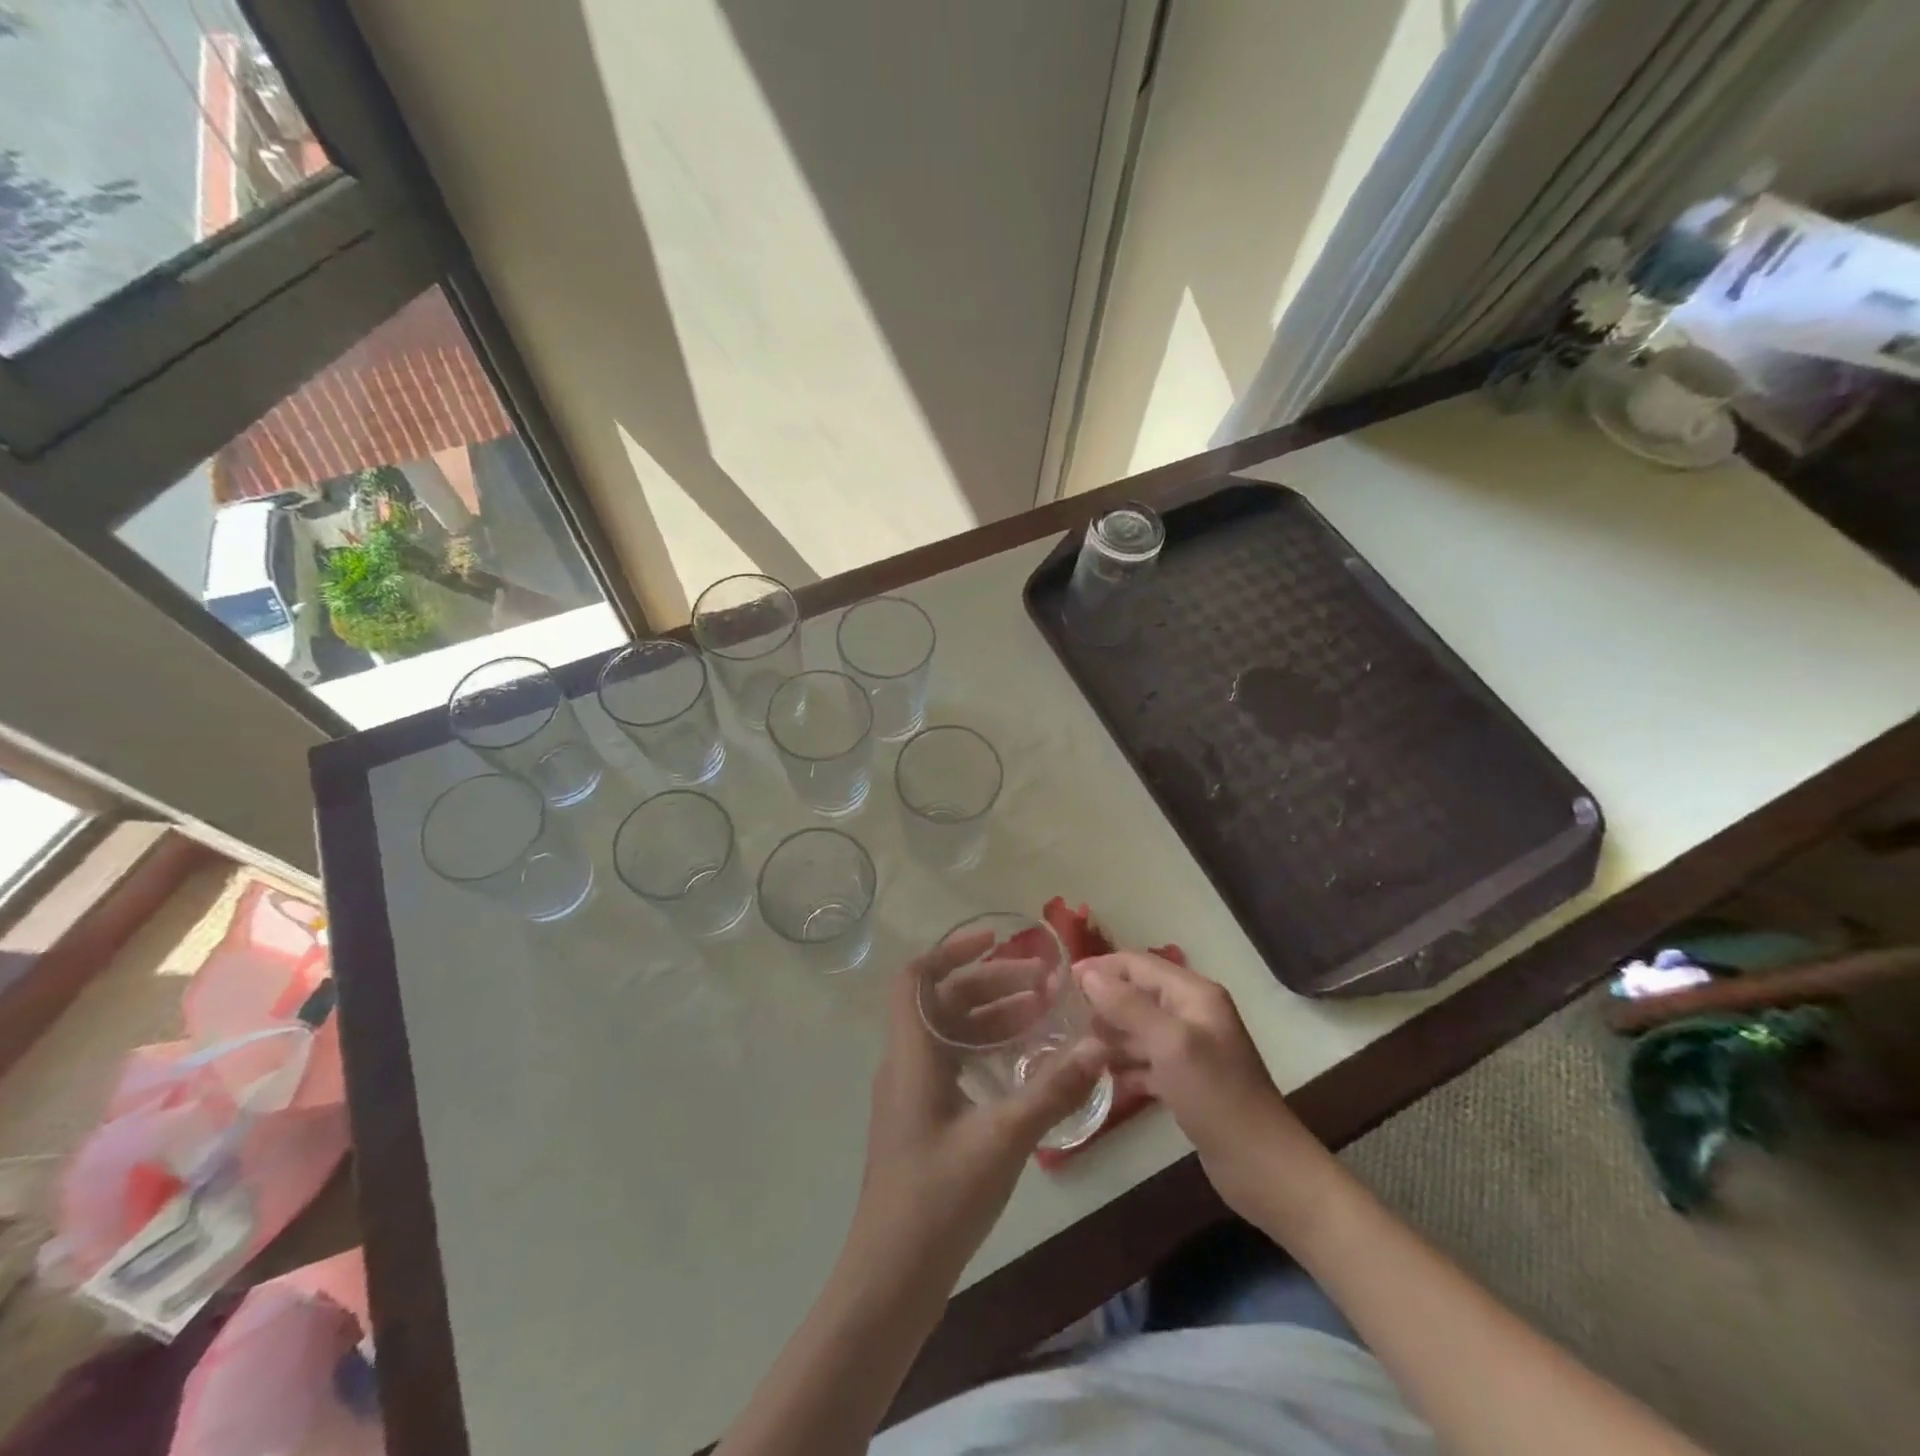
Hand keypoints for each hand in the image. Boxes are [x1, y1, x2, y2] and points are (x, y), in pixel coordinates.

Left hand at [848, 933, 1108, 1278]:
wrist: (892, 1277)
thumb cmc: (940, 1198)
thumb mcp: (1003, 1138)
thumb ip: (1052, 1090)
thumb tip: (1098, 1045)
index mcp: (912, 1054)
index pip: (915, 978)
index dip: (951, 951)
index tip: (995, 941)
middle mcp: (906, 1063)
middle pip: (942, 1002)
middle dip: (989, 984)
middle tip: (1040, 983)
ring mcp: (912, 1093)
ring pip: (949, 1034)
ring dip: (989, 1017)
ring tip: (1039, 1015)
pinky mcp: (922, 1120)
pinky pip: (951, 1064)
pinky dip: (984, 1050)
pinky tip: (1020, 1064)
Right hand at [1076, 951, 1321, 1221]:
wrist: (1264, 1168)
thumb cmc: (1217, 1097)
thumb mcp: (1170, 1044)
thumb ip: (1128, 1006)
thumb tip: (1088, 974)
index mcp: (1194, 994)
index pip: (1139, 964)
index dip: (1101, 967)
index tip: (1062, 980)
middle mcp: (1192, 1014)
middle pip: (1137, 994)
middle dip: (1101, 1001)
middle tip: (1061, 1016)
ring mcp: (1189, 1049)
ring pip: (1139, 1029)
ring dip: (1109, 1035)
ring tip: (1071, 1047)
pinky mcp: (1185, 1081)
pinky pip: (1146, 1061)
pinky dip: (1124, 1066)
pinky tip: (1097, 1079)